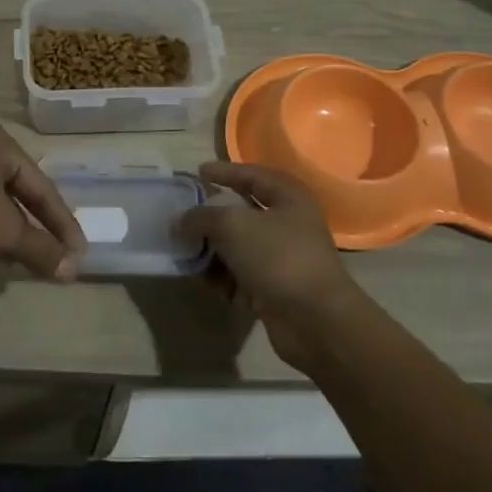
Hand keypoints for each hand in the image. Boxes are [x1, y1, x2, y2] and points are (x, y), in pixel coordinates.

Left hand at [0, 122, 86, 279]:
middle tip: (58, 255)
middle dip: (39, 227)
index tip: (79, 255)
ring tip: (29, 258)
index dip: (63, 224)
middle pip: (21, 191)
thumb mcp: (0, 233)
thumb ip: (40, 250)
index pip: (43, 187)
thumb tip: (72, 271)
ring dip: (14, 230)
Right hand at [177, 162, 369, 372]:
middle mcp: (288, 225)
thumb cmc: (277, 257)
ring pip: (237, 248)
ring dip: (211, 251)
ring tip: (184, 253)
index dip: (224, 172)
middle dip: (210, 217)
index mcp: (289, 198)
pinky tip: (200, 281)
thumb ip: (201, 217)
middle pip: (242, 213)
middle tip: (182, 216)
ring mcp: (281, 260)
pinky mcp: (273, 290)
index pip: (252, 175)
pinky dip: (220, 278)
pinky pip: (239, 277)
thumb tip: (178, 221)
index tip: (197, 172)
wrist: (313, 319)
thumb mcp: (233, 225)